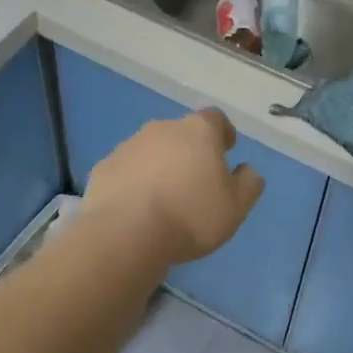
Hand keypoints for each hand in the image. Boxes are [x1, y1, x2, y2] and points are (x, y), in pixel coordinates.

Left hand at [80, 109, 265, 265]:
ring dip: (160, 164)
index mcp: (198, 131)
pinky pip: (126, 169)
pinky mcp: (104, 167)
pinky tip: (137, 206)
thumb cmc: (191, 216)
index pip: (215, 118)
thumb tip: (248, 171)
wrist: (127, 233)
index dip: (222, 132)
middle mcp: (162, 129)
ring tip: (165, 196)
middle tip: (196, 179)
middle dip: (189, 150)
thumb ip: (248, 184)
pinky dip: (134, 180)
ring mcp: (129, 145)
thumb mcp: (236, 207)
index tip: (227, 149)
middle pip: (181, 133)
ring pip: (151, 149)